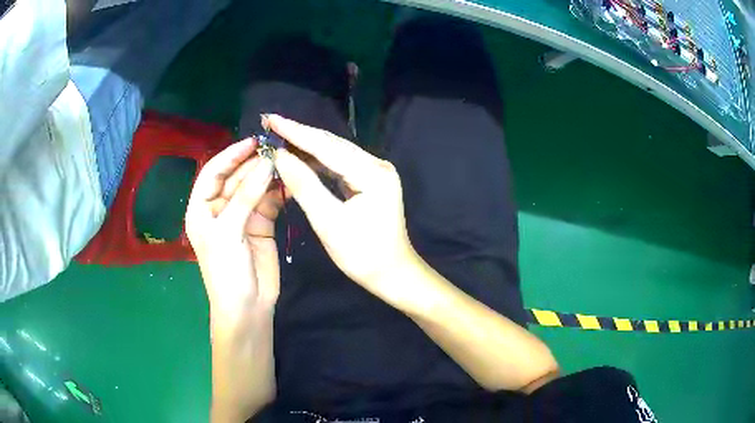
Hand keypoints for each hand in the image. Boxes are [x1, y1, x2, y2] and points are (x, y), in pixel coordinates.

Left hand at [185, 138, 283, 316]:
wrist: (247, 306)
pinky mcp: (262, 223)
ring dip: (269, 175)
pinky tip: (291, 182)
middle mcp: (220, 207)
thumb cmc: (225, 270)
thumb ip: (246, 196)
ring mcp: (242, 215)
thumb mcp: (229, 232)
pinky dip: (280, 191)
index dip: (230, 155)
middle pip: (236, 177)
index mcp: (201, 207)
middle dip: (254, 164)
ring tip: (287, 162)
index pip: (213, 172)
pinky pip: (270, 201)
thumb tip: (267, 163)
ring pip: (255, 187)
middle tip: (277, 151)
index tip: (253, 142)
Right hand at [268, 115, 420, 307]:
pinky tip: (300, 155)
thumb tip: (280, 156)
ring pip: (335, 152)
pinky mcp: (371, 180)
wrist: (392, 273)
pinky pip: (340, 164)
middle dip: (300, 133)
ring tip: (280, 135)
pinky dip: (318, 160)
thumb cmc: (362, 255)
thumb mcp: (328, 222)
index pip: (327, 146)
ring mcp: (376, 171)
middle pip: (332, 144)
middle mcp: (377, 165)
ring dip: (307, 145)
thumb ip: (304, 185)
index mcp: (372, 174)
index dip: (296, 132)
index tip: (271, 119)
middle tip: (271, 122)